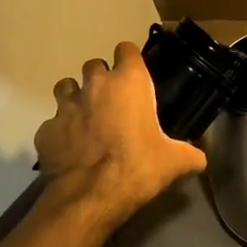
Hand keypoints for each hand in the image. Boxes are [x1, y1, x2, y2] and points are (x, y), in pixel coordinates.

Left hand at [35, 40, 207, 217]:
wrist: (90, 197)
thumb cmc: (137, 167)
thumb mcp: (174, 162)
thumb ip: (190, 154)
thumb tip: (200, 158)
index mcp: (129, 82)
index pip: (126, 50)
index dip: (130, 60)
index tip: (135, 75)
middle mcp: (95, 85)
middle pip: (94, 65)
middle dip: (101, 79)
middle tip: (112, 102)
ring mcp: (66, 107)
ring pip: (66, 87)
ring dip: (75, 97)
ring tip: (86, 118)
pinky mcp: (45, 130)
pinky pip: (52, 123)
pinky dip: (60, 132)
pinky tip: (70, 149)